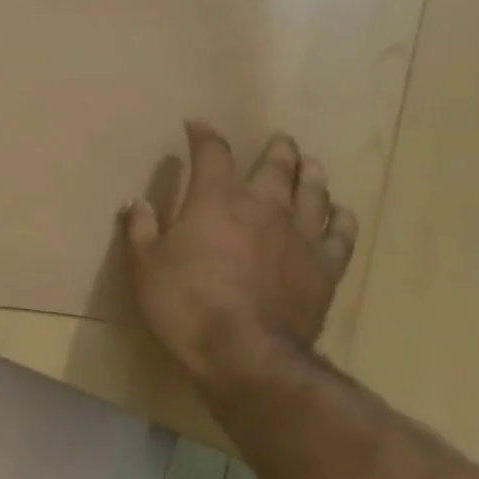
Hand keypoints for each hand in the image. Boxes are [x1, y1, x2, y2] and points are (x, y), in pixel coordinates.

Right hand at [123, 124, 357, 389]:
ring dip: (310, 174)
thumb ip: (141, 228)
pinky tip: (339, 213)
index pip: (212, 152)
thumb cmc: (183, 303)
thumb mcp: (144, 264)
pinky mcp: (325, 268)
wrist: (243, 353)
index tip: (197, 125)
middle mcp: (264, 206)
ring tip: (310, 164)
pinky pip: (340, 235)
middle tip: (278, 141)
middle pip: (276, 165)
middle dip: (275, 149)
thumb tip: (138, 203)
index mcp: (216, 199)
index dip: (204, 134)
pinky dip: (340, 219)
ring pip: (313, 192)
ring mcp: (300, 236)